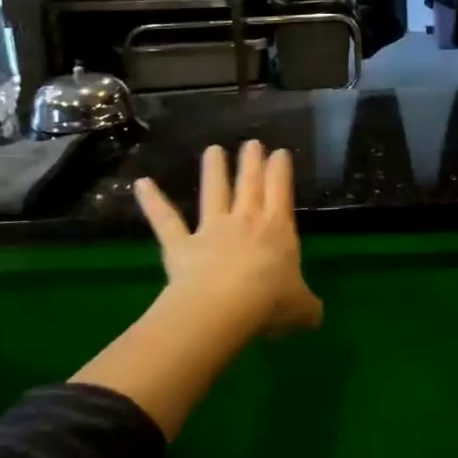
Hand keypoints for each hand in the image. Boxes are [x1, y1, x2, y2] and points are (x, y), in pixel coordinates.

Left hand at [133, 141, 322, 335]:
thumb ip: (308, 307)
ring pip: (214, 193)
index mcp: (278, 230)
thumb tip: (315, 315)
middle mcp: (246, 221)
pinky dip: (153, 202)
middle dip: (252, 162)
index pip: (281, 191)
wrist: (225, 308)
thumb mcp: (302, 308)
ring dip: (214, 170)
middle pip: (250, 184)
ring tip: (213, 149)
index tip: (280, 152)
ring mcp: (212, 230)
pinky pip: (165, 221)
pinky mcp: (181, 245)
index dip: (281, 170)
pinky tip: (141, 184)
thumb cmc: (270, 302)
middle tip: (252, 143)